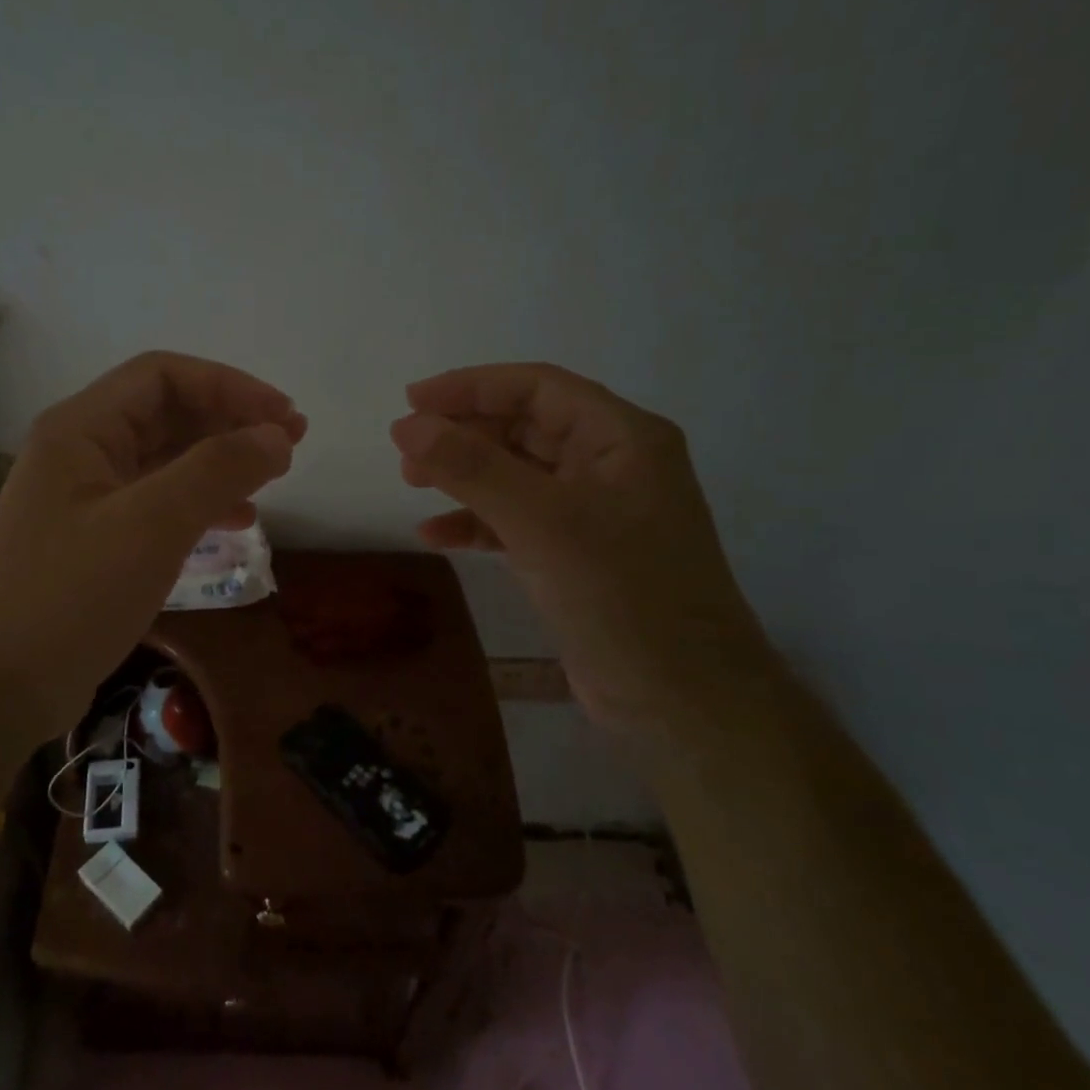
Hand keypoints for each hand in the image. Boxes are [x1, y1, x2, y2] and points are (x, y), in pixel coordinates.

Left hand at [0, 352, 305, 740]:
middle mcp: (80, 452)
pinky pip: (156, 503)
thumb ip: (218, 470)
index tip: (283, 417)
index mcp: (81, 429)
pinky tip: (235, 523)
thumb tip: (276, 435)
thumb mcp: (152, 525)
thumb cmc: (72, 595)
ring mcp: (85, 498)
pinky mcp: (94, 540)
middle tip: (291, 442)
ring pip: (164, 460)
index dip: (229, 386)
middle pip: (165, 413)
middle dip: (230, 421)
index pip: (163, 376)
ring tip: (273, 478)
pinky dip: (199, 504)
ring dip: (219, 462)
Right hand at [390, 363, 774, 728]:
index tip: (411, 401)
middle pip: (524, 427)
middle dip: (463, 435)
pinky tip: (436, 536)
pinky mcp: (577, 556)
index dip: (471, 386)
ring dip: (464, 477)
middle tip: (407, 454)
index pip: (537, 387)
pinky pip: (517, 521)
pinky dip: (477, 523)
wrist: (682, 703)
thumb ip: (472, 468)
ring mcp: (594, 513)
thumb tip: (406, 425)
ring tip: (413, 486)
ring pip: (516, 475)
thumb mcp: (542, 522)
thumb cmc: (622, 595)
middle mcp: (611, 465)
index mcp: (621, 438)